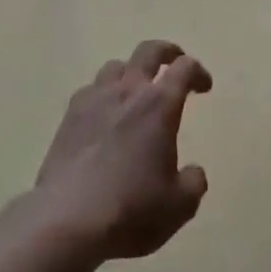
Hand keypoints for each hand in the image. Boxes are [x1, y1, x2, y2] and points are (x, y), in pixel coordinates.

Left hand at [34, 40, 212, 260]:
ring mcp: (94, 100)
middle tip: (175, 62)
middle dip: (167, 51)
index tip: (204, 87)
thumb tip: (193, 172)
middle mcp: (129, 91)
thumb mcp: (178, 206)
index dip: (198, 72)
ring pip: (116, 66)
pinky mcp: (68, 118)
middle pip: (149, 51)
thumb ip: (193, 183)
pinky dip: (102, 94)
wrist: (66, 221)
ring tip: (135, 89)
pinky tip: (103, 114)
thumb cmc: (130, 209)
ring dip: (131, 71)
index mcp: (160, 104)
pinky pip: (89, 90)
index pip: (185, 68)